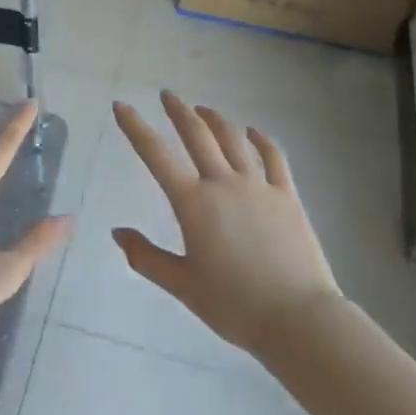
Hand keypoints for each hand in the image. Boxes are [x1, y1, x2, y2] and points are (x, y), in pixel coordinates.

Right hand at [112, 92, 342, 357]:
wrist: (298, 319)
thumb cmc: (234, 306)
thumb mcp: (182, 285)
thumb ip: (146, 257)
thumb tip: (117, 232)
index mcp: (194, 204)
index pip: (156, 156)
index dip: (135, 128)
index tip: (122, 106)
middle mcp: (224, 184)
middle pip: (198, 135)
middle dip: (179, 111)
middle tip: (167, 95)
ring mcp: (259, 187)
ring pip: (234, 140)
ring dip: (216, 120)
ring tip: (204, 110)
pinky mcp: (288, 196)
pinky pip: (274, 158)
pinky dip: (261, 140)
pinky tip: (253, 132)